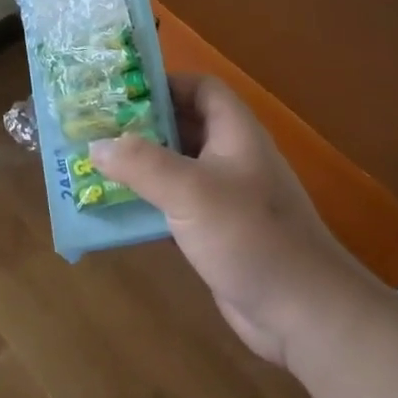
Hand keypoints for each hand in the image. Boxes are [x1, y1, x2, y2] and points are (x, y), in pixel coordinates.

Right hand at [88, 76, 378, 366]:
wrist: (303, 312)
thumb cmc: (250, 236)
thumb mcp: (190, 191)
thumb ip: (140, 163)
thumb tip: (95, 144)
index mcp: (234, 133)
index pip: (200, 88)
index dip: (163, 84)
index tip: (119, 94)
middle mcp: (231, 157)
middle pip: (183, 125)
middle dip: (140, 125)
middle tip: (94, 129)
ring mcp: (225, 196)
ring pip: (176, 167)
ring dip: (139, 166)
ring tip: (95, 165)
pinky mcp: (216, 231)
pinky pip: (175, 205)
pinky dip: (147, 202)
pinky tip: (116, 209)